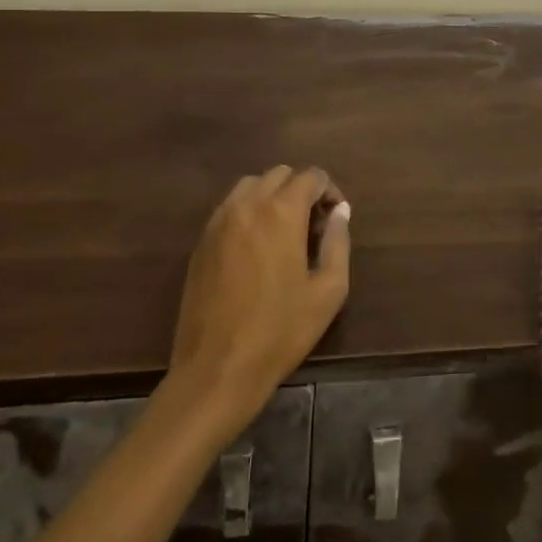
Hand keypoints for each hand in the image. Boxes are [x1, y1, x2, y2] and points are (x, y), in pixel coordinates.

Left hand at [168, 166, 351, 430]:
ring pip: (250, 186)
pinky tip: (256, 248)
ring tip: (284, 233)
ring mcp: (218, 222)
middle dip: (301, 190)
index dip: (329, 191)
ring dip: (272, 196)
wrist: (218, 367)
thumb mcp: (329, 291)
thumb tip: (340, 212)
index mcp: (281, 212)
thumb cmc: (281, 331)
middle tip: (313, 226)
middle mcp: (247, 205)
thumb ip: (338, 242)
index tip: (335, 219)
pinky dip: (248, 212)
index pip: (310, 176)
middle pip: (279, 174)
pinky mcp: (201, 241)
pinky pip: (229, 208)